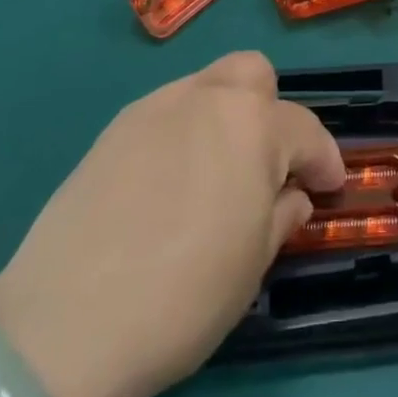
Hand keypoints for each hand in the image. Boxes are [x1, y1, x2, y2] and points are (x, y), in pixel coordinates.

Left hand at [0, 52, 343, 396]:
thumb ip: (282, 215)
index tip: (329, 186)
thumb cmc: (184, 293)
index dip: (324, 159)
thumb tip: (291, 195)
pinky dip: (181, 133)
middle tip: (265, 163)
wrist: (67, 322)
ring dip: (224, 117)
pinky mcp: (115, 128)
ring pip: (207, 86)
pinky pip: (166, 112)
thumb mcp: (253, 264)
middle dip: (270, 110)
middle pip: (254, 74)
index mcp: (254, 124)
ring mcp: (157, 106)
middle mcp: (209, 97)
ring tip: (213, 172)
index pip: (305, 130)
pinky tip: (167, 182)